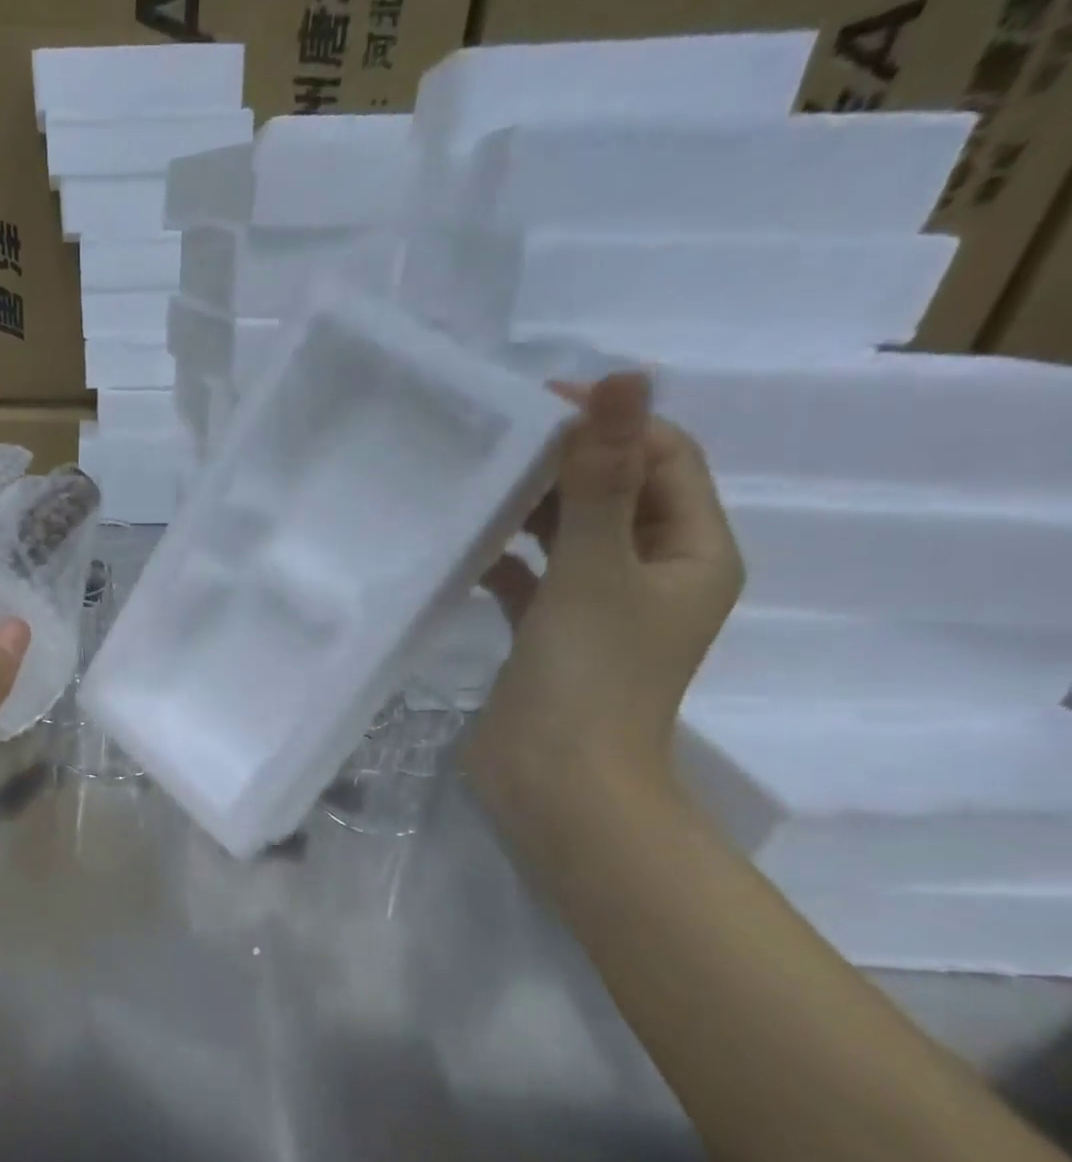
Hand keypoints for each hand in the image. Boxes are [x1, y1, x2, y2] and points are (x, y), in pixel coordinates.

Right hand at [471, 372, 742, 840]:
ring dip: (534, 511)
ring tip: (480, 486)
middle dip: (566, 464)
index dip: (612, 423)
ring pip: (572, 538)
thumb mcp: (596, 568)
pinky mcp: (553, 638)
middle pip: (617, 495)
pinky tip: (468, 551)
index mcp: (693, 552)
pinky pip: (534, 581)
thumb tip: (624, 378)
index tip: (541, 404)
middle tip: (499, 441)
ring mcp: (601, 610)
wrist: (556, 784)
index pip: (664, 459)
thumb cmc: (588, 676)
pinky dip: (507, 562)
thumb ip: (602, 477)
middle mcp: (655, 575)